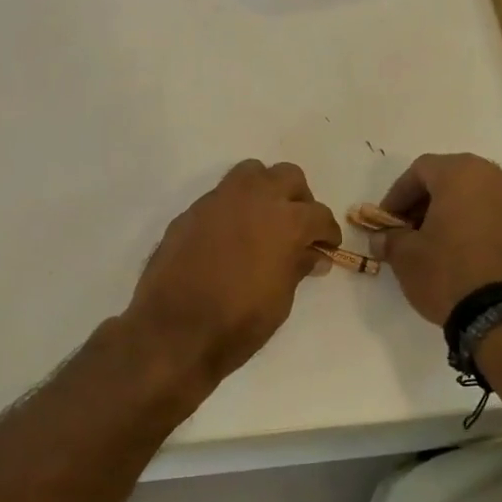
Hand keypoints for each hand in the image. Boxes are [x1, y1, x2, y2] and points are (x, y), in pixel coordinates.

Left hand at [125, 160, 340, 383]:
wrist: (174, 329)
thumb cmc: (238, 321)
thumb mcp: (281, 300)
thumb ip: (297, 267)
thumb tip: (311, 255)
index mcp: (285, 221)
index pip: (319, 214)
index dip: (327, 232)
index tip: (326, 247)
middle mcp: (254, 199)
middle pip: (288, 176)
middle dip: (299, 198)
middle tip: (297, 227)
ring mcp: (219, 200)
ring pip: (251, 173)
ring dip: (264, 190)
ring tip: (264, 221)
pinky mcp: (191, 211)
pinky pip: (221, 196)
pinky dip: (234, 207)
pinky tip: (230, 237)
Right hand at [376, 153, 501, 324]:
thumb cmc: (449, 273)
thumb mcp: (405, 257)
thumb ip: (391, 239)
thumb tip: (382, 238)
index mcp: (462, 174)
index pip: (420, 170)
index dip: (398, 194)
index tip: (387, 221)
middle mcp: (498, 178)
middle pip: (455, 180)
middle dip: (430, 202)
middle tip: (413, 230)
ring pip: (483, 198)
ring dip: (460, 214)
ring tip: (445, 245)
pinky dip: (486, 229)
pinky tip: (475, 257)